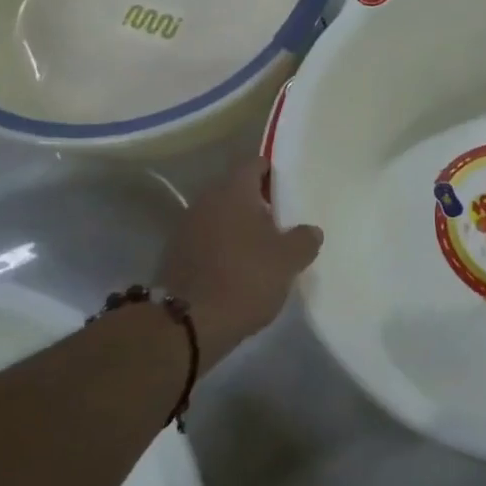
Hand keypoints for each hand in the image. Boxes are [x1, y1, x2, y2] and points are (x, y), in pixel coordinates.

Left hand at [159, 158, 322, 366]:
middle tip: (282, 220)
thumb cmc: (245, 279)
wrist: (188, 322)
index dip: (273, 172)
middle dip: (258, 202)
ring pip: (220, 215)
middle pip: (236, 189)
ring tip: (262, 247)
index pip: (255, 163)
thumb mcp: (288, 261)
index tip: (290, 188)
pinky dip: (222, 247)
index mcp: (234, 190)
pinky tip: (238, 268)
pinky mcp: (176, 253)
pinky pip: (206, 239)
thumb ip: (304, 239)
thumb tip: (310, 230)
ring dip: (239, 226)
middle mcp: (206, 199)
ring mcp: (186, 226)